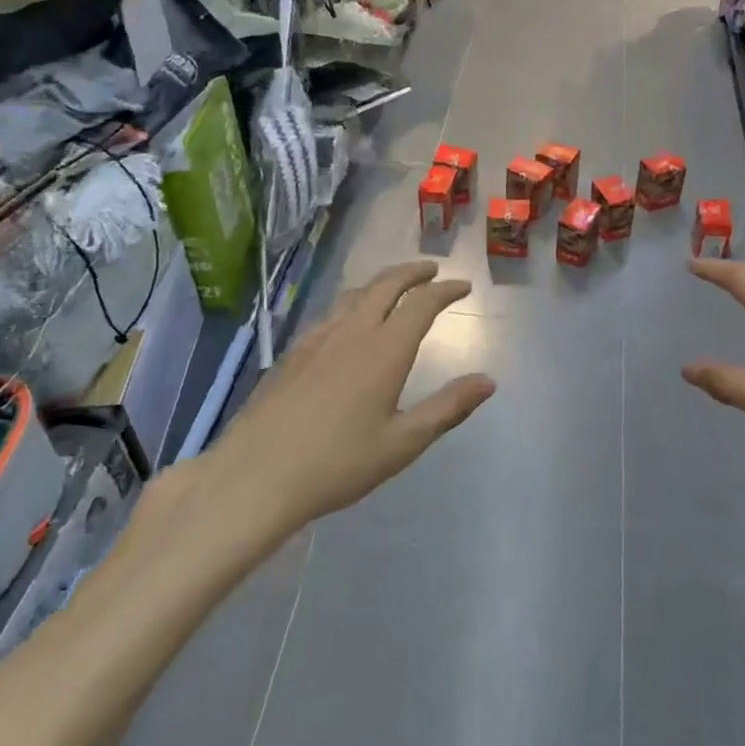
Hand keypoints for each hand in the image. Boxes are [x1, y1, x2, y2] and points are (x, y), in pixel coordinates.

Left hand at [210, 261, 495, 524]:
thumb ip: (447, 408)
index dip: (445, 290)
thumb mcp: (402, 443)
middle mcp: (352, 332)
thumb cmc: (338, 463)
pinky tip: (348, 323)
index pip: (422, 304)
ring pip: (355, 295)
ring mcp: (317, 339)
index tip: (462, 285)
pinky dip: (353, 304)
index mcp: (385, 350)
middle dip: (413, 272)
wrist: (256, 475)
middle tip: (432, 270)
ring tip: (395, 288)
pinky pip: (331, 313)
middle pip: (386, 285)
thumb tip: (488, 381)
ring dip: (381, 284)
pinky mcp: (293, 353)